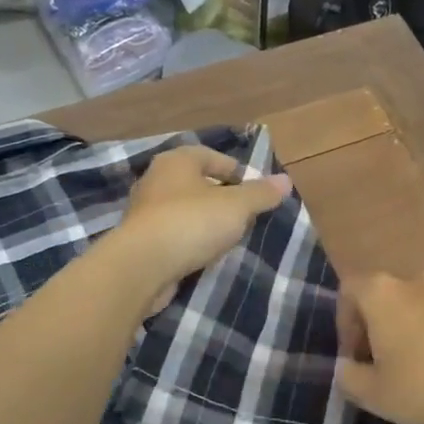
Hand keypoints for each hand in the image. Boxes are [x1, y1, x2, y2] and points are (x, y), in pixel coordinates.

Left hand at [107, 146, 292, 310]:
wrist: (141, 266)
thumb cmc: (191, 223)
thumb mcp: (237, 206)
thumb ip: (261, 193)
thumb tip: (285, 180)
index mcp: (177, 161)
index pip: (211, 156)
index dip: (235, 170)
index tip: (253, 190)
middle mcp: (155, 179)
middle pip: (195, 182)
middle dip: (220, 197)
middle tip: (243, 214)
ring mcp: (143, 212)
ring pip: (182, 209)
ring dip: (203, 220)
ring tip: (226, 236)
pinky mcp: (139, 241)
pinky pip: (171, 234)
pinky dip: (187, 240)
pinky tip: (202, 254)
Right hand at [335, 273, 423, 423]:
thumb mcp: (374, 394)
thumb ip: (349, 378)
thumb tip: (347, 368)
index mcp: (382, 293)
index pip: (350, 290)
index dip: (345, 322)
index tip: (355, 357)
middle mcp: (417, 280)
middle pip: (388, 296)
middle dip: (382, 327)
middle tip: (387, 365)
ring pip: (423, 305)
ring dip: (417, 330)